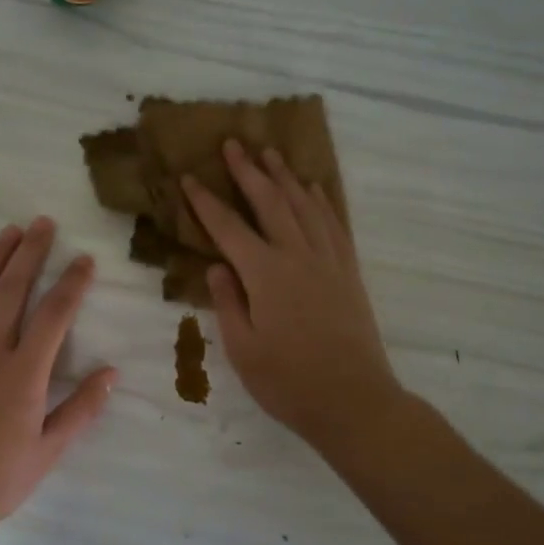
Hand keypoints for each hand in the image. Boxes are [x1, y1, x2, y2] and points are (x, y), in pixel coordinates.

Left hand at [0, 218, 115, 534]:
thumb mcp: (49, 450)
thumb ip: (81, 409)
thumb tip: (111, 372)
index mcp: (24, 374)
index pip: (54, 315)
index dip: (72, 283)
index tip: (85, 260)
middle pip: (12, 291)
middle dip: (30, 253)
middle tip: (43, 223)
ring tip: (8, 232)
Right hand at [184, 142, 403, 457]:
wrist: (354, 401)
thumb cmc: (289, 382)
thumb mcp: (243, 349)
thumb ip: (228, 303)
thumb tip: (217, 267)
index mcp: (265, 274)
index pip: (228, 228)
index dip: (205, 201)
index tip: (188, 177)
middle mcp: (298, 256)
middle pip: (270, 202)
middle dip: (249, 171)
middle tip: (233, 143)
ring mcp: (328, 261)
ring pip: (304, 206)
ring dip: (285, 177)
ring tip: (271, 153)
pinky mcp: (348, 272)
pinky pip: (334, 224)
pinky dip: (322, 201)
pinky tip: (314, 189)